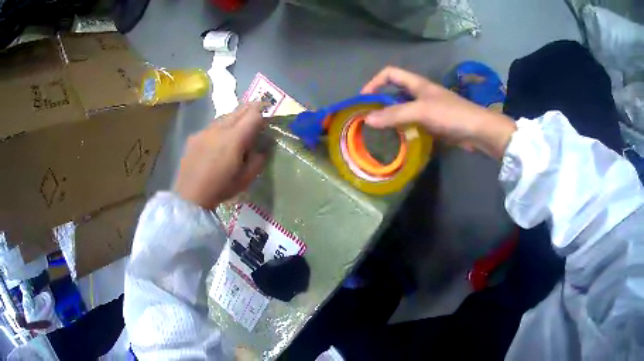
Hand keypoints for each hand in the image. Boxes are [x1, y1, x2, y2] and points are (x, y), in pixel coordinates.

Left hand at [174, 103, 266, 208]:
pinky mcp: (194, 136)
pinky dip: (219, 129)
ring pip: (224, 116)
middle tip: (256, 116)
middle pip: (239, 109)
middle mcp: (220, 128)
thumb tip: (262, 147)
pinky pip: (211, 127)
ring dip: (234, 119)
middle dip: (251, 109)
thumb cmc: (221, 188)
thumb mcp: (247, 178)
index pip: (254, 114)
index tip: (266, 118)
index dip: (262, 113)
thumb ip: (258, 159)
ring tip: (236, 130)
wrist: (190, 195)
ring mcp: (205, 131)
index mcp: (235, 137)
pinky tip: (217, 142)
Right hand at [361, 66, 516, 158]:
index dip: (375, 82)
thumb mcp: (421, 111)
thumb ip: (395, 114)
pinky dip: (403, 129)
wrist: (478, 131)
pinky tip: (397, 139)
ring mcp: (427, 109)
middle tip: (368, 118)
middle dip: (380, 102)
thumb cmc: (451, 114)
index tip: (364, 99)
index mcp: (417, 84)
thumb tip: (367, 120)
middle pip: (394, 92)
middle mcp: (420, 94)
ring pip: (403, 109)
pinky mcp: (433, 124)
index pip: (390, 73)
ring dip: (391, 118)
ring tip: (378, 131)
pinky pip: (412, 123)